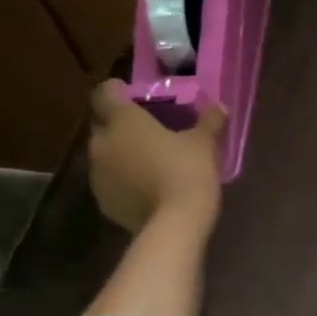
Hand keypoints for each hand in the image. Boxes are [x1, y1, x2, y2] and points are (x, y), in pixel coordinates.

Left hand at [86, 81, 225, 233]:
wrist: (173, 224)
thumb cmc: (187, 171)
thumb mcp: (204, 143)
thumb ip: (209, 121)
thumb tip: (219, 107)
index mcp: (123, 121)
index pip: (104, 94)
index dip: (115, 90)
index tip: (131, 94)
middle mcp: (102, 143)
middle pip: (100, 124)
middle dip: (117, 123)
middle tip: (144, 126)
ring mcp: (97, 175)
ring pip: (103, 154)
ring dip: (119, 152)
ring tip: (146, 157)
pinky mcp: (102, 201)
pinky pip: (109, 180)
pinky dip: (122, 178)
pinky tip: (144, 184)